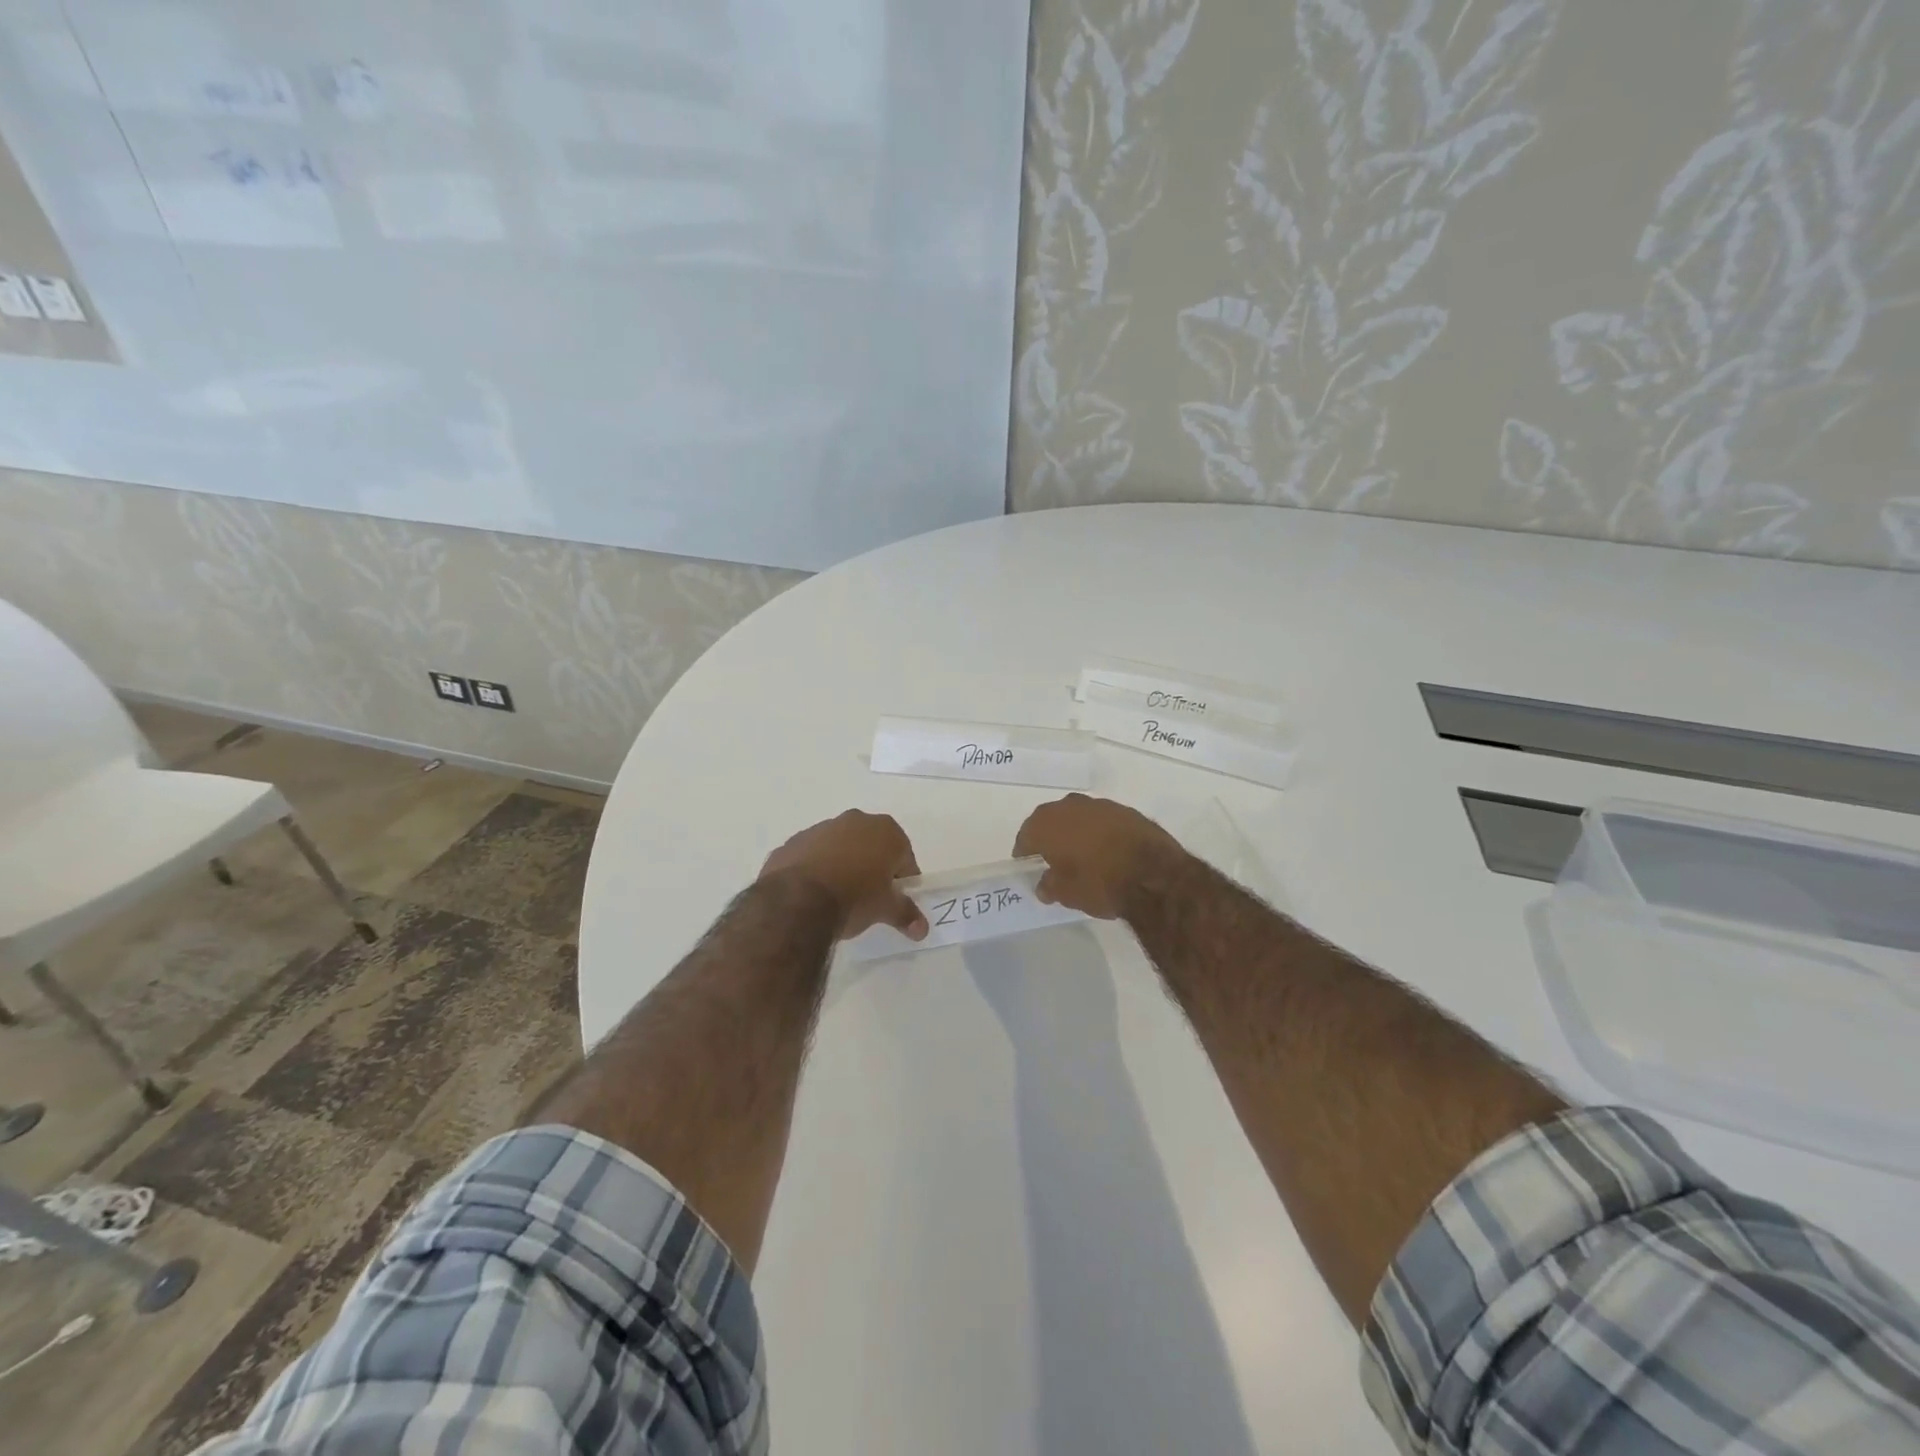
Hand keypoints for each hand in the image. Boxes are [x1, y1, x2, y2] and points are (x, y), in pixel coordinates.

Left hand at [760, 810, 927, 941]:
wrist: (796, 900)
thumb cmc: (854, 898)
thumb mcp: (885, 909)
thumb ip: (905, 914)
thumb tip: (922, 930)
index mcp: (885, 830)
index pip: (904, 857)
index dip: (902, 880)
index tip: (895, 900)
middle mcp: (855, 820)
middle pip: (872, 846)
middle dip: (872, 867)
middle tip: (868, 898)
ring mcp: (820, 828)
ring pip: (840, 847)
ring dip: (842, 865)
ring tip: (837, 897)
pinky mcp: (793, 842)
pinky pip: (812, 855)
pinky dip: (815, 869)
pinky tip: (811, 893)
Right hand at [1012, 794, 1183, 919]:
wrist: (1153, 874)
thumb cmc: (1098, 883)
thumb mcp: (1066, 894)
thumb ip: (1049, 886)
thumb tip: (1045, 884)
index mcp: (1046, 823)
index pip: (1026, 836)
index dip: (1026, 853)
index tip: (1030, 867)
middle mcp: (1069, 806)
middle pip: (1051, 821)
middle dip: (1050, 838)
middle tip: (1054, 861)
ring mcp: (1100, 805)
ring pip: (1079, 818)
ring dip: (1077, 833)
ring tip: (1083, 856)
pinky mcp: (1126, 810)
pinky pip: (1103, 821)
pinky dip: (1100, 833)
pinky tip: (1108, 852)